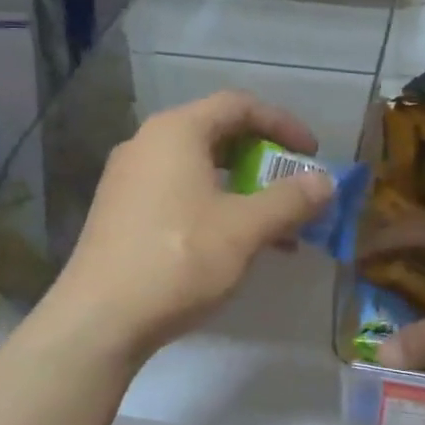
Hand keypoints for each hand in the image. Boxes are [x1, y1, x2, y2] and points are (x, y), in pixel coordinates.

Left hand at [45, 92, 333, 362]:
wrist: (99, 319)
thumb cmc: (178, 260)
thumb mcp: (245, 229)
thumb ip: (290, 200)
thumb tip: (326, 183)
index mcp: (176, 132)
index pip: (239, 105)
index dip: (283, 124)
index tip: (313, 155)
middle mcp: (148, 144)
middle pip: (218, 135)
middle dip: (265, 161)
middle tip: (294, 190)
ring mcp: (129, 179)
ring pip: (200, 170)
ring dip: (243, 191)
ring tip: (276, 228)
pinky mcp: (121, 213)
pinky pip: (179, 193)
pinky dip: (215, 208)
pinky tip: (236, 246)